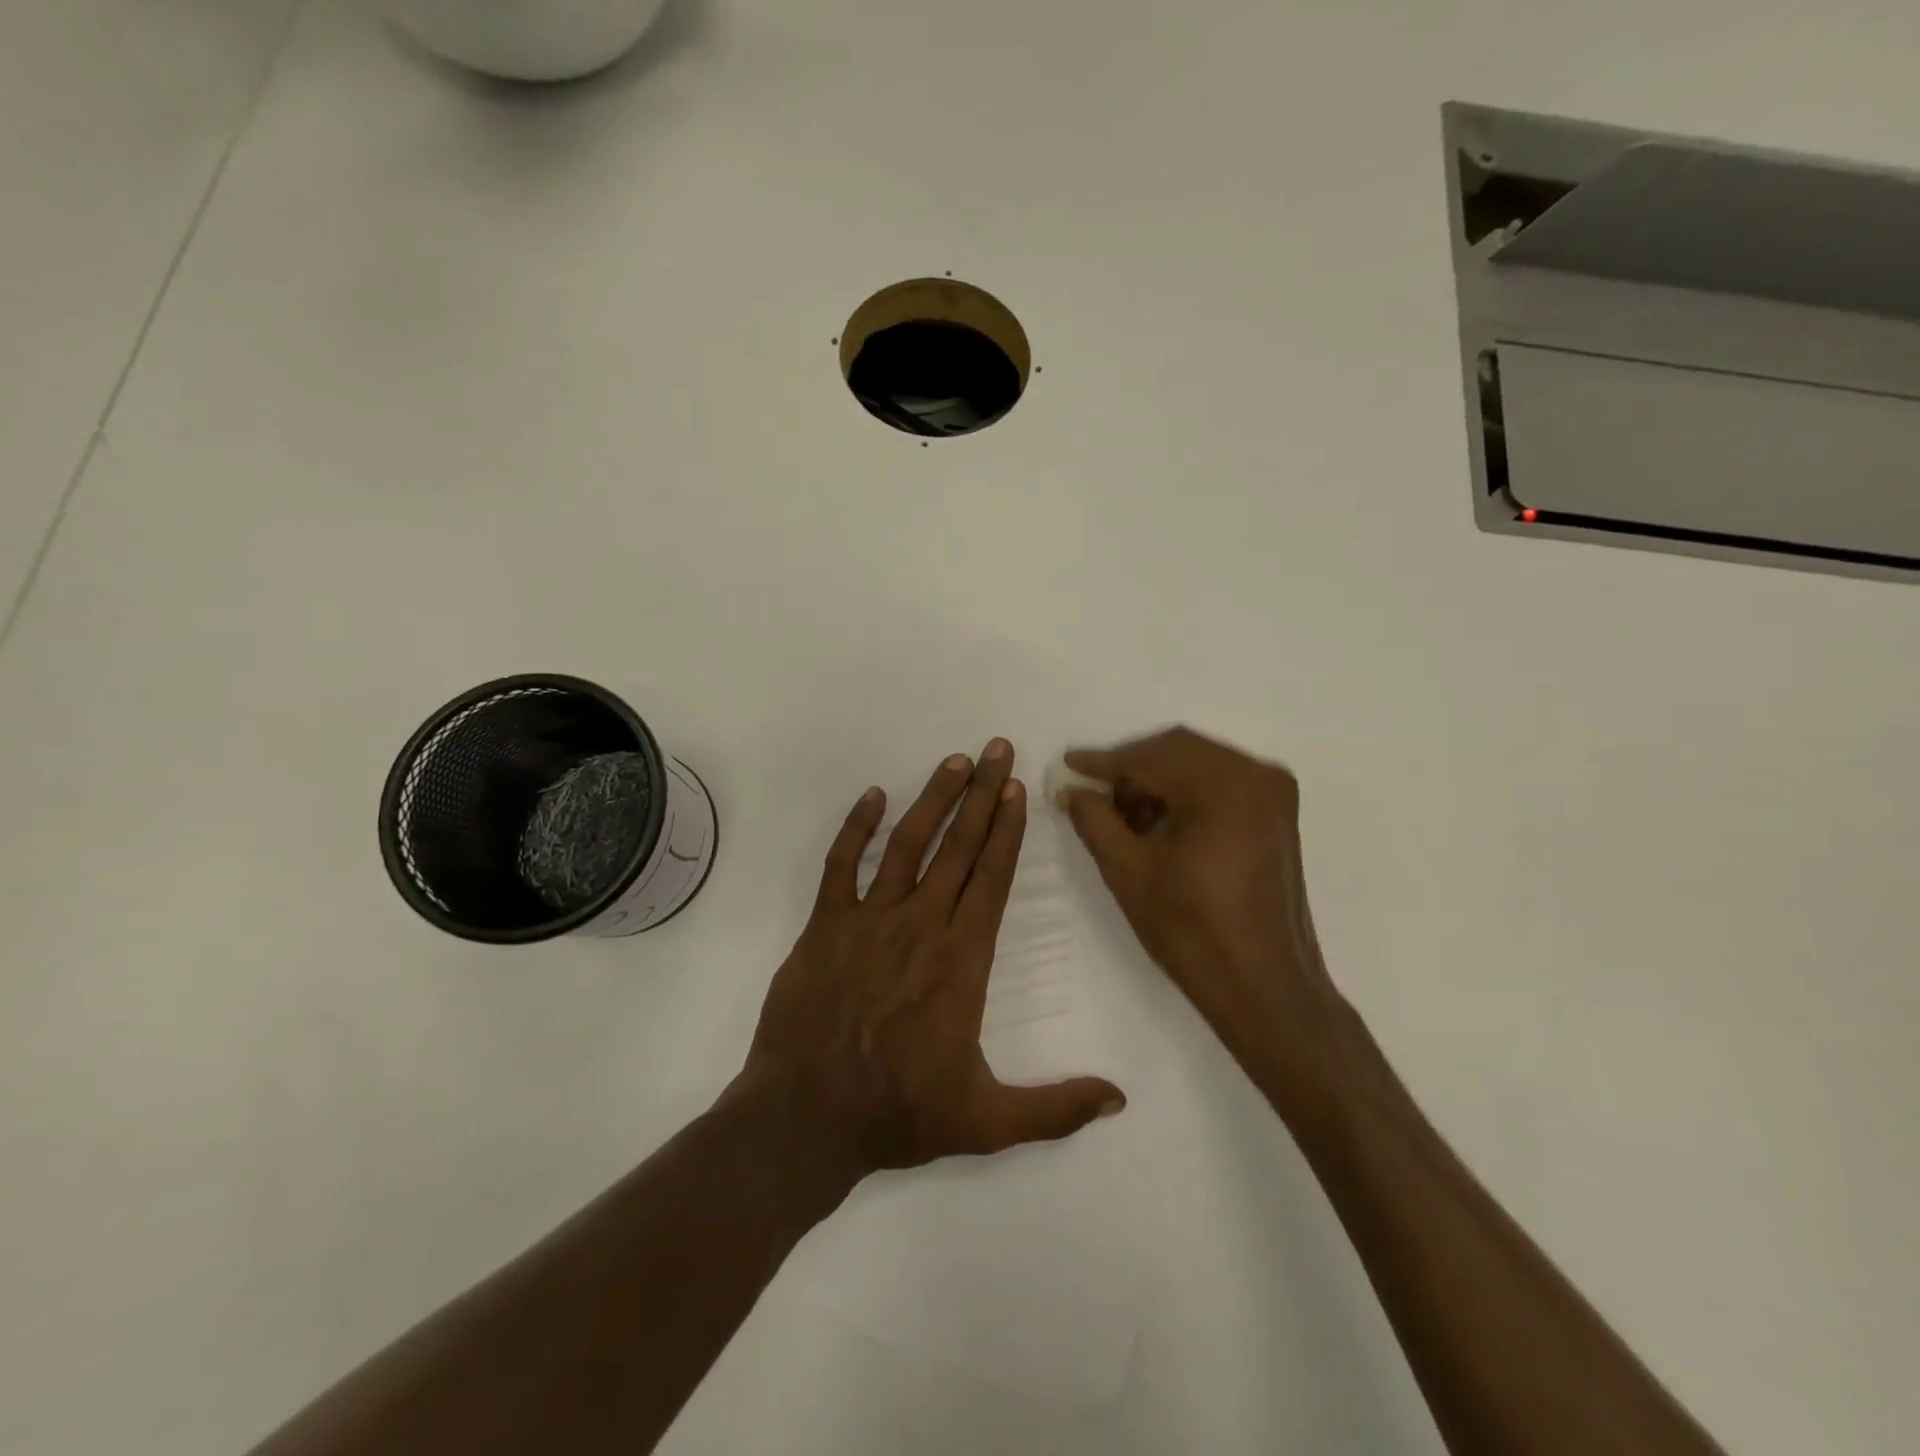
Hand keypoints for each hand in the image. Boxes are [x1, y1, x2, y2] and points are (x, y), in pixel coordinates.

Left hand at [740, 740, 1124, 1178]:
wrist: (805, 1120)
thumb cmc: (898, 1115)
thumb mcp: (986, 1123)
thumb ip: (1055, 1109)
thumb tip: (1120, 1099)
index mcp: (961, 960)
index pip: (992, 879)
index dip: (1008, 830)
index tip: (1019, 789)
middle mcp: (919, 926)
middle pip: (958, 848)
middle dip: (982, 795)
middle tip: (997, 749)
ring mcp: (868, 921)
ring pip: (906, 845)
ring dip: (933, 799)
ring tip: (955, 761)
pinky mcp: (823, 926)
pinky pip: (841, 865)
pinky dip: (855, 828)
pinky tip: (873, 795)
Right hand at [1060, 727, 1343, 1090]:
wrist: (1265, 989)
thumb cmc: (1193, 931)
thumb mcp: (1129, 872)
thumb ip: (1095, 820)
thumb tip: (1072, 790)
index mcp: (1225, 786)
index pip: (1152, 757)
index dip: (1104, 762)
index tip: (1068, 764)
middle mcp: (1257, 775)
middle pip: (1179, 751)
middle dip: (1132, 770)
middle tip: (1094, 794)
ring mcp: (1274, 794)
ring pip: (1199, 765)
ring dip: (1158, 781)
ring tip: (1122, 815)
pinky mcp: (1277, 815)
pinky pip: (1221, 784)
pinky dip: (1186, 794)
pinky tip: (1158, 822)